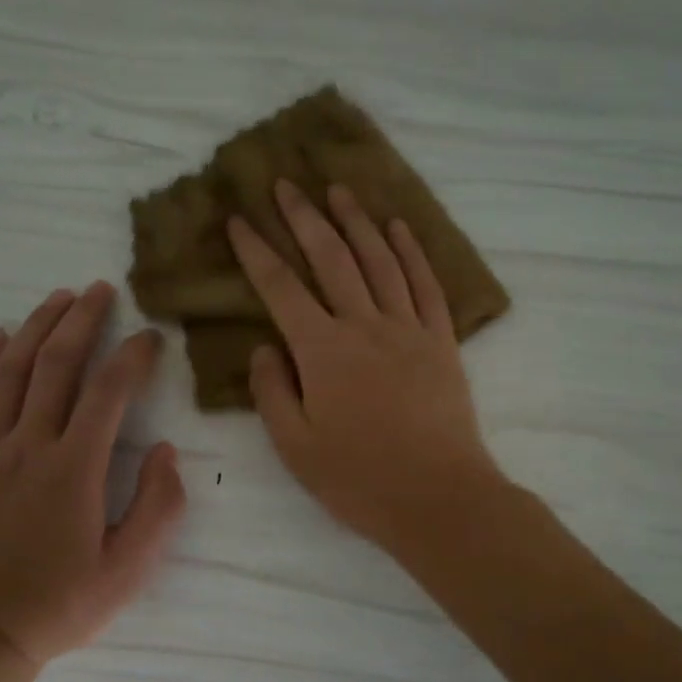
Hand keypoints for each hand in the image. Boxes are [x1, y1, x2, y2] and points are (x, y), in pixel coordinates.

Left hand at [0, 283, 186, 666]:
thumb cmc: (60, 605)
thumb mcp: (129, 569)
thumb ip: (158, 507)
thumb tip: (165, 451)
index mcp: (74, 469)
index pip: (109, 392)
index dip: (133, 356)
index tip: (150, 336)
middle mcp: (28, 447)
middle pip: (54, 365)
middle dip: (80, 320)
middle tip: (100, 289)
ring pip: (9, 373)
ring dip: (34, 328)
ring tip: (56, 298)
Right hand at [228, 181, 504, 556]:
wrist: (439, 498)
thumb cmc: (359, 479)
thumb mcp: (294, 446)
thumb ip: (272, 390)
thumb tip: (265, 346)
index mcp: (322, 351)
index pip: (280, 288)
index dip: (256, 251)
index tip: (239, 219)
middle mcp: (364, 326)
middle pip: (330, 258)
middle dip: (304, 217)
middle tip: (286, 183)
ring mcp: (408, 329)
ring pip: (379, 260)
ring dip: (357, 221)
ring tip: (338, 190)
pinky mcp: (442, 341)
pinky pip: (425, 284)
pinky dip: (411, 251)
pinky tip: (398, 228)